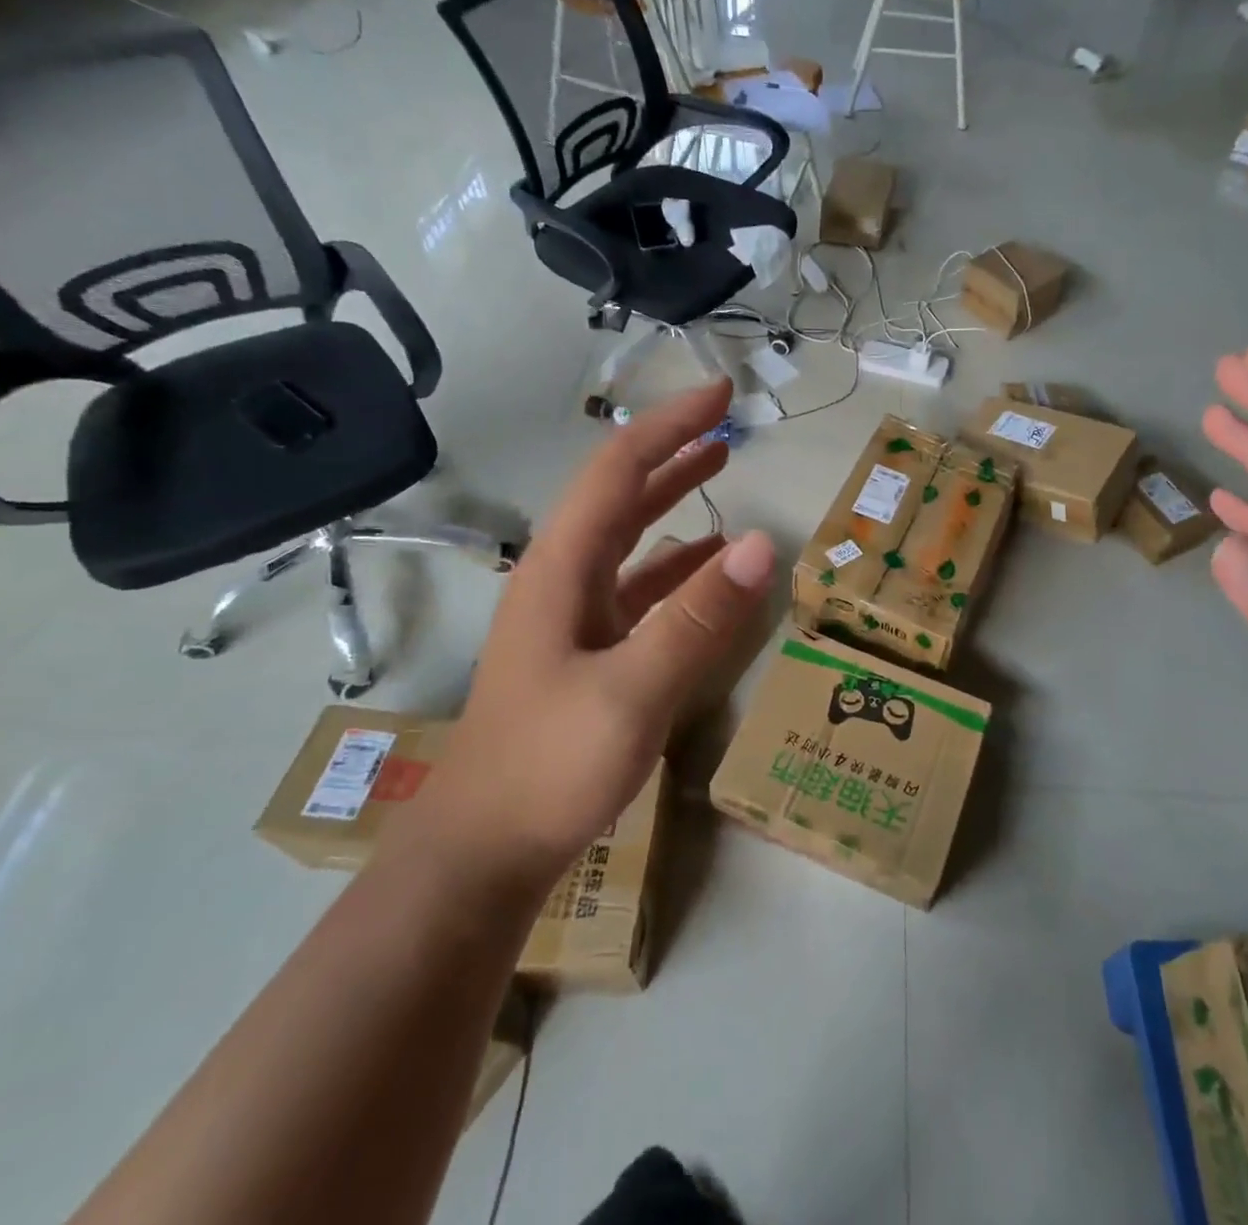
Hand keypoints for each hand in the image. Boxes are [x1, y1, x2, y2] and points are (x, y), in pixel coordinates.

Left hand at [403, 380, 775, 882]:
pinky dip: (676, 565)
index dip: (669, 426)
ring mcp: (573, 616)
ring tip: (720, 469)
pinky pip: (638, 588)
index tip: (721, 396)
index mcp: (562, 569)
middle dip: (672, 450)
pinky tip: (708, 566)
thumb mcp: (632, 692)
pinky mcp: (587, 651)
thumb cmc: (548, 768)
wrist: (484, 852)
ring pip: (629, 537)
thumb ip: (697, 618)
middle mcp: (563, 578)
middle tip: (726, 422)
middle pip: (620, 494)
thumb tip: (762, 545)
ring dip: (672, 499)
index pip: (619, 471)